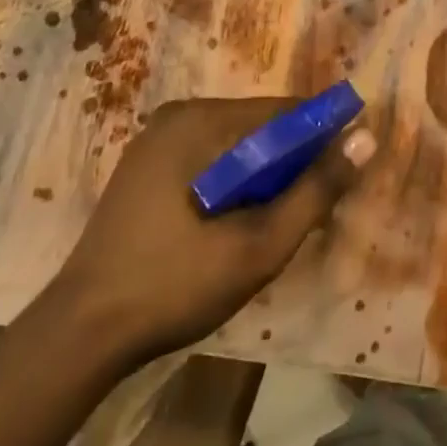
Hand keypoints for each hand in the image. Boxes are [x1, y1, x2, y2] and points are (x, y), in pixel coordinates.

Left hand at [51, 97, 377, 364]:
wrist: (81, 335)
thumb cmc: (174, 285)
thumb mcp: (258, 246)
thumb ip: (315, 191)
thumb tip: (365, 139)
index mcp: (199, 120)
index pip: (283, 111)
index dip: (322, 138)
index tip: (344, 174)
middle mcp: (178, 115)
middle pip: (259, 126)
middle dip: (290, 162)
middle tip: (306, 213)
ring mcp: (156, 140)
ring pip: (235, 144)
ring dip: (263, 175)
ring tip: (271, 224)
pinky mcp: (146, 167)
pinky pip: (209, 158)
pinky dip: (233, 182)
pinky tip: (233, 223)